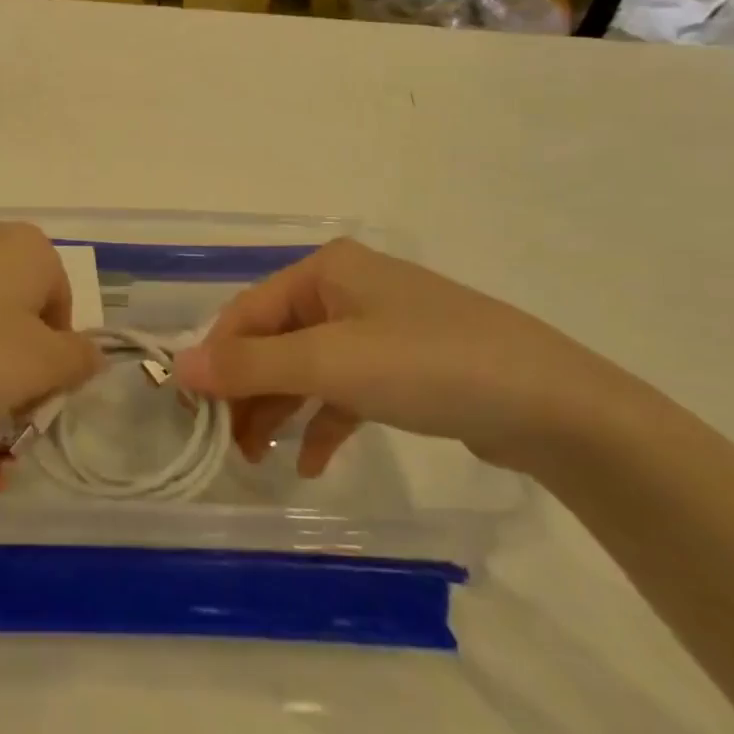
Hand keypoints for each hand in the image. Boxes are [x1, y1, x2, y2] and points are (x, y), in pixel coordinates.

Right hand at [172, 239, 632, 475]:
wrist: (556, 407)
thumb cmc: (429, 365)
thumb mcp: (331, 363)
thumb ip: (250, 365)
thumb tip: (177, 367)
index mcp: (324, 270)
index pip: (247, 312)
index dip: (216, 358)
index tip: (191, 410)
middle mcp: (345, 290)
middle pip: (274, 341)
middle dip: (248, 391)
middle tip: (226, 444)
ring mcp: (377, 328)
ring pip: (306, 368)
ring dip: (280, 410)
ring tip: (258, 459)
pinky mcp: (403, 367)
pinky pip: (344, 390)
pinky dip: (322, 422)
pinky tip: (310, 463)